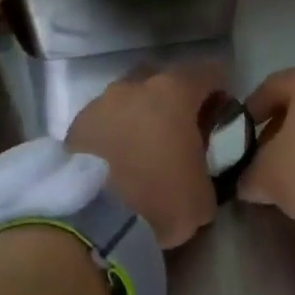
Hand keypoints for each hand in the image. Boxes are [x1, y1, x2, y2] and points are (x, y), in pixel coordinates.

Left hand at [66, 65, 220, 248]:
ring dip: (138, 118)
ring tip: (143, 149)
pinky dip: (113, 136)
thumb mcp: (204, 195)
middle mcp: (133, 88)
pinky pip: (102, 123)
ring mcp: (98, 104)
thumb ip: (206, 169)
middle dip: (172, 99)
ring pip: (126, 101)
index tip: (221, 110)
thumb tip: (198, 171)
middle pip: (160, 80)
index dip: (218, 89)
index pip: (207, 73)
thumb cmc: (160, 200)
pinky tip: (117, 161)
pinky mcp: (73, 128)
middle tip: (179, 129)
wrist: (93, 222)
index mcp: (173, 94)